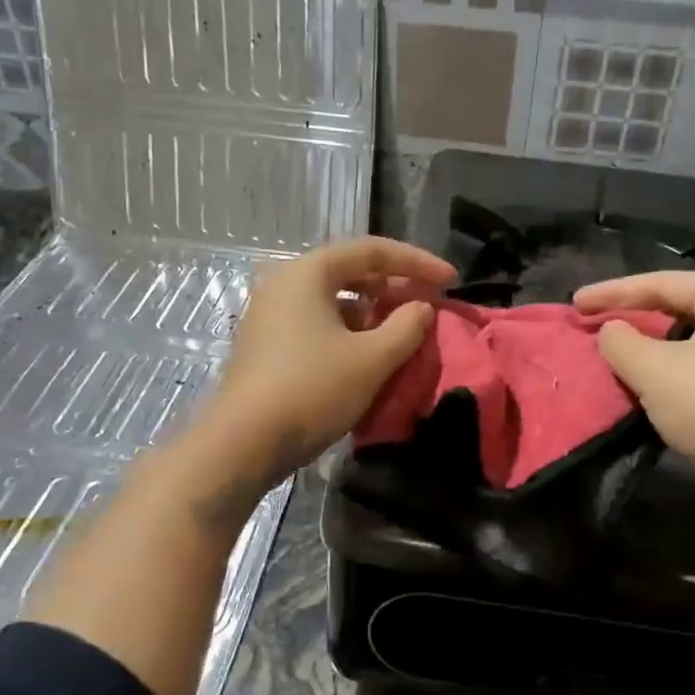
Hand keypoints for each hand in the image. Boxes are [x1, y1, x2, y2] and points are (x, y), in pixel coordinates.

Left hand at [205, 236, 455, 482]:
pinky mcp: (267, 346)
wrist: (244, 443)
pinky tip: (369, 356)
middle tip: (428, 304)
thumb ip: (407, 326)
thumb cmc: (312, 389)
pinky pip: (318, 325)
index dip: (417, 262)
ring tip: (404, 332)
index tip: (451, 280)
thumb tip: (422, 307)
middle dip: (394, 286)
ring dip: (373, 312)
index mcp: (308, 273)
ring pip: (334, 301)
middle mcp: (285, 284)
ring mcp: (271, 316)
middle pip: (350, 272)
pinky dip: (350, 332)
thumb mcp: (372, 358)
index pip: (372, 251)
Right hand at [572, 272, 694, 532]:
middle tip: (592, 322)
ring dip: (651, 347)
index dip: (612, 292)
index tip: (574, 303)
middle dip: (634, 316)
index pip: (662, 282)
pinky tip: (648, 384)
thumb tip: (612, 331)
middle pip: (680, 306)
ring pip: (691, 340)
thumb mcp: (653, 371)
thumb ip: (621, 341)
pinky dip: (672, 371)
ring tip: (614, 352)